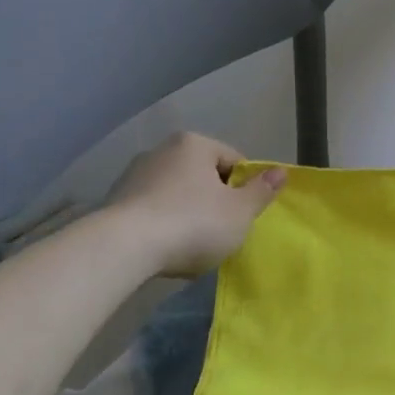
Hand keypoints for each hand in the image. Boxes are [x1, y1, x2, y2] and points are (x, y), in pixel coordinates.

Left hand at [100, 132, 283, 276]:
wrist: (121, 250)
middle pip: (202, 175)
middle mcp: (162, 150)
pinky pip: (151, 210)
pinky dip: (161, 225)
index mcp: (195, 144)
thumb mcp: (239, 212)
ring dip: (186, 213)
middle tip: (220, 232)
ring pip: (175, 193)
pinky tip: (163, 249)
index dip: (244, 189)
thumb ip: (262, 191)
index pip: (233, 161)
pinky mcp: (113, 202)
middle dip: (213, 201)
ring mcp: (134, 175)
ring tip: (189, 246)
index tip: (243, 216)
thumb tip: (282, 171)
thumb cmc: (191, 224)